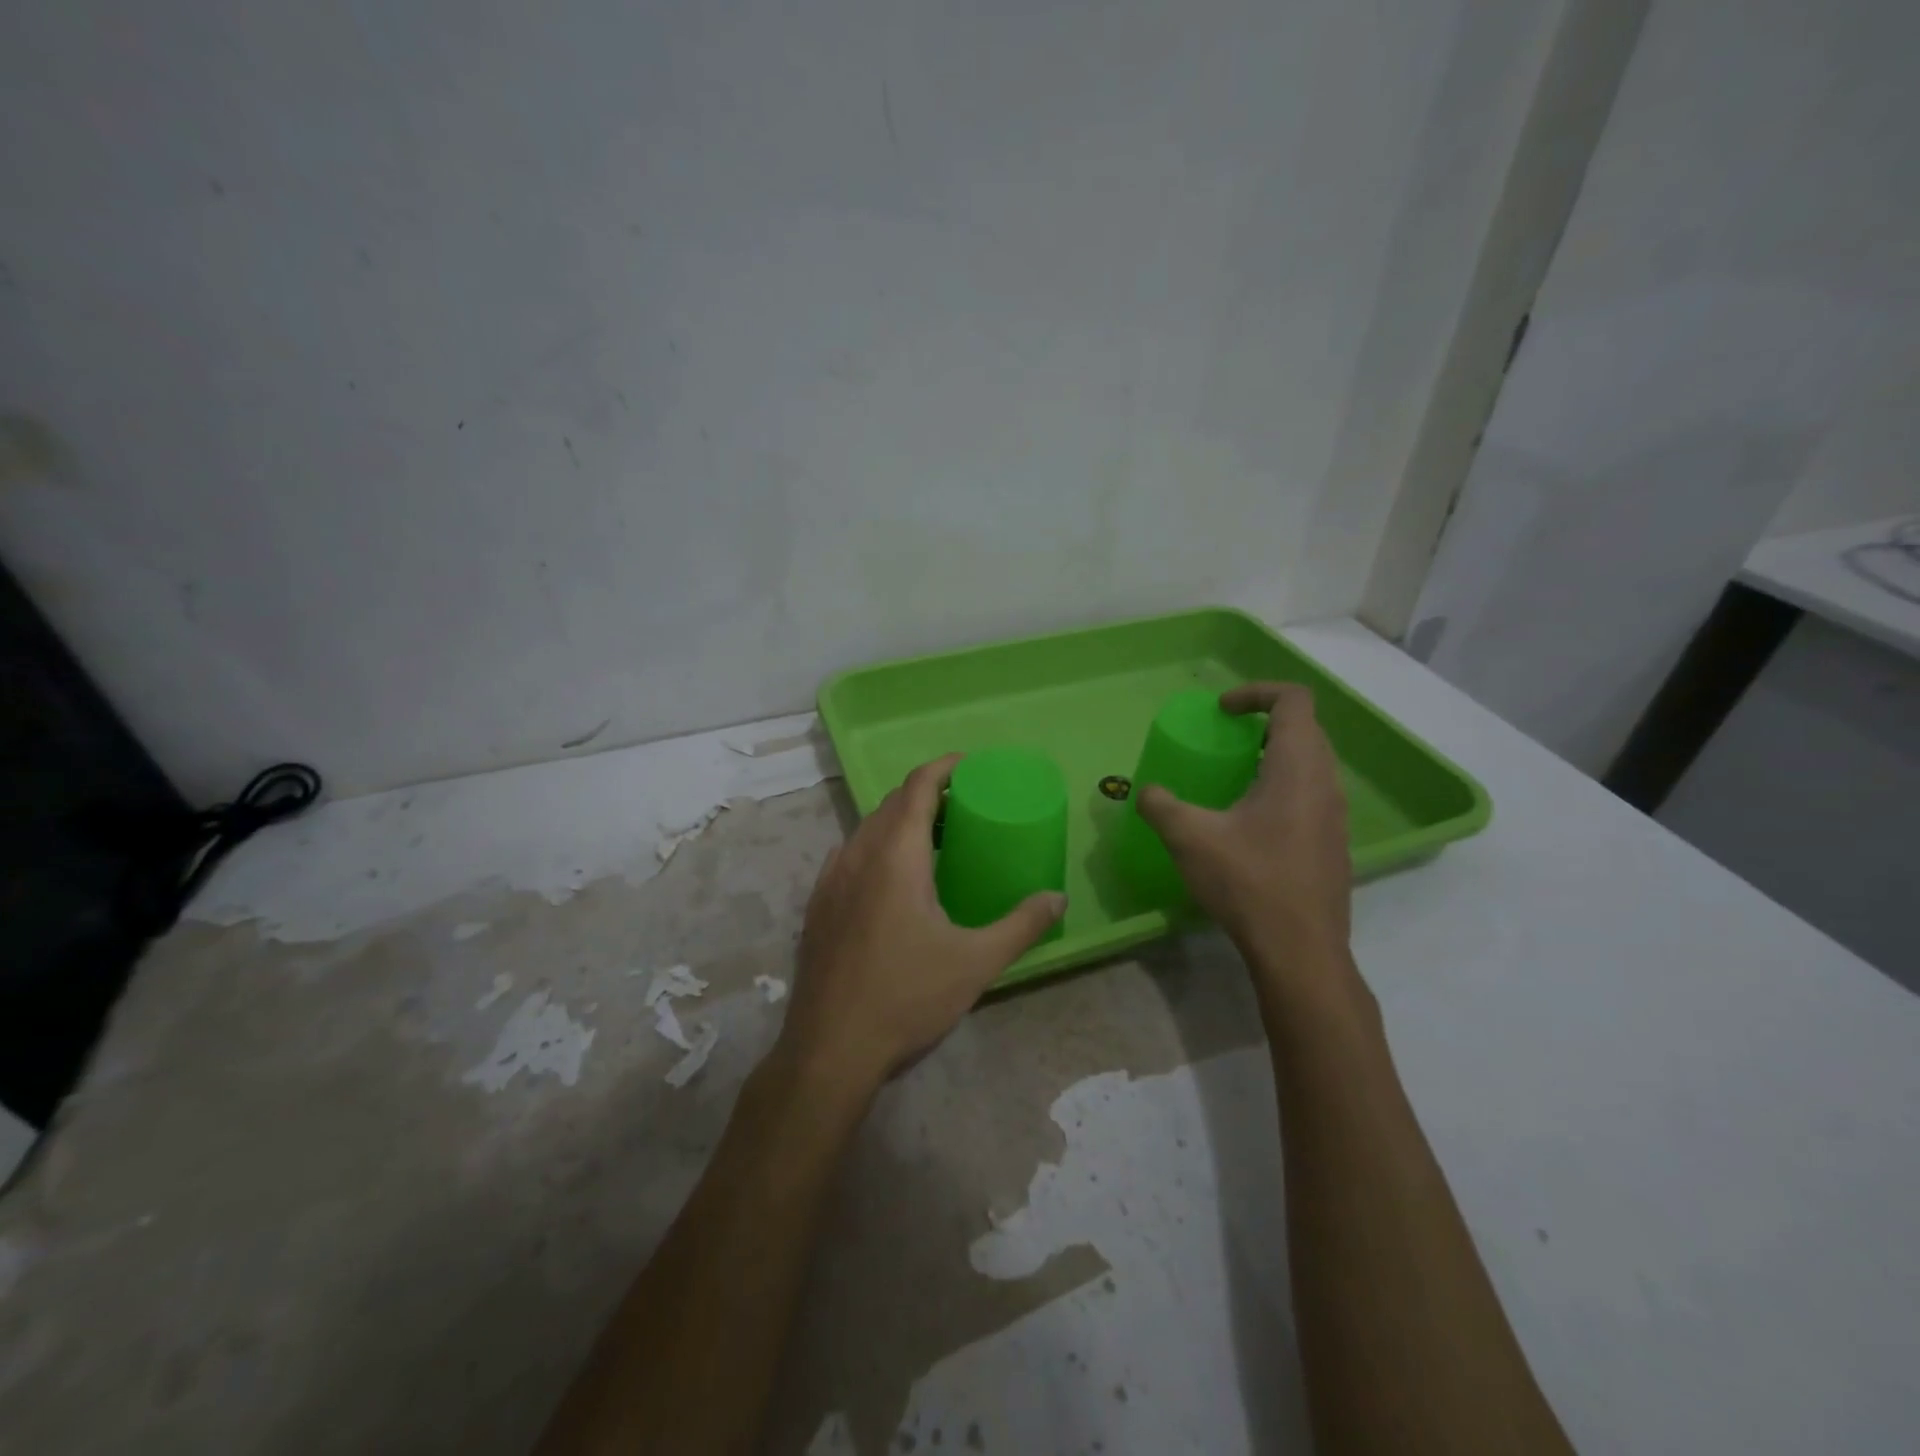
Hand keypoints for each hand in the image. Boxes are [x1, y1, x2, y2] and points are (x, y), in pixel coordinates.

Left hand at [779, 754, 1066, 1091]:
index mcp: (895, 856)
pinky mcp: (817, 905)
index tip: (969, 764)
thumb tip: (1057, 898)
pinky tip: (893, 881)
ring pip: (867, 829)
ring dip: (900, 821)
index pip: (918, 787)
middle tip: (963, 807)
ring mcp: (830, 879)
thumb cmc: (906, 997)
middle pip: (892, 804)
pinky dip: (876, 847)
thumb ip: (1021, 925)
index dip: (943, 767)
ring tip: (934, 841)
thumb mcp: (975, 962)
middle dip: (927, 794)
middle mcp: (857, 855)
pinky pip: (850, 855)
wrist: (830, 1049)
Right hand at [1137, 683, 1352, 991]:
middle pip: (1304, 728)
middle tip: (1225, 739)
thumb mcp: (1189, 838)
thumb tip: (1144, 792)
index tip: (1221, 711)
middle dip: (1262, 722)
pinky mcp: (1333, 843)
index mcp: (1297, 766)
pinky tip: (1250, 823)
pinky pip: (1311, 793)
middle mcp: (1325, 782)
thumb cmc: (1248, 882)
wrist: (1300, 951)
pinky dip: (1282, 786)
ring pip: (1311, 762)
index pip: (1293, 700)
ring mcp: (1335, 814)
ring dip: (1273, 756)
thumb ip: (1161, 806)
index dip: (1255, 692)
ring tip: (1234, 778)